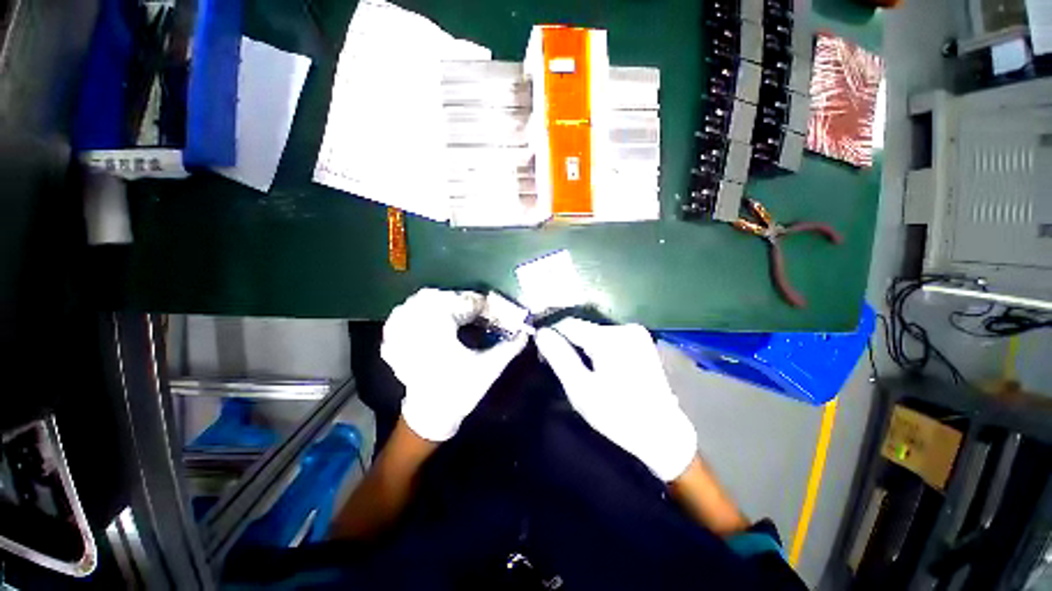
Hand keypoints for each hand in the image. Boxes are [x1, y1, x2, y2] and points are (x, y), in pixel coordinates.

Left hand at [381, 288, 527, 441]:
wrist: (431, 415)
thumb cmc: (461, 390)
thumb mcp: (489, 368)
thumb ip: (509, 347)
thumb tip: (526, 332)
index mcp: (443, 329)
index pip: (465, 303)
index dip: (482, 304)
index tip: (492, 307)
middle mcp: (419, 325)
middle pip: (441, 297)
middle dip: (461, 300)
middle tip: (476, 308)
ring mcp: (403, 332)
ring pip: (417, 302)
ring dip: (438, 301)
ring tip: (454, 308)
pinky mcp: (396, 341)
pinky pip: (400, 316)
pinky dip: (414, 311)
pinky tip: (426, 315)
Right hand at [535, 319, 696, 481]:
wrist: (663, 433)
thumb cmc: (618, 415)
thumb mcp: (581, 389)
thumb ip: (559, 357)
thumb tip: (541, 333)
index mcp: (609, 338)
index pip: (568, 324)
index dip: (551, 334)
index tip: (541, 352)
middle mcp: (624, 328)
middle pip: (582, 327)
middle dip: (567, 342)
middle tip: (559, 365)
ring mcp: (635, 333)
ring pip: (594, 332)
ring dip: (581, 345)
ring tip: (577, 368)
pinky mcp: (641, 341)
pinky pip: (608, 337)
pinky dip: (596, 347)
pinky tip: (596, 366)